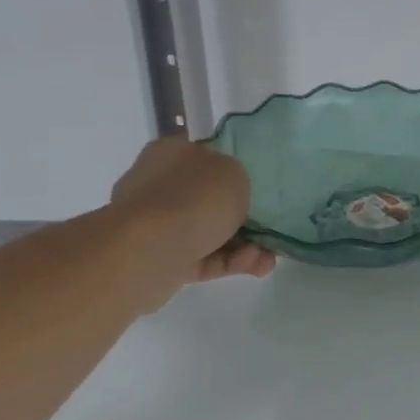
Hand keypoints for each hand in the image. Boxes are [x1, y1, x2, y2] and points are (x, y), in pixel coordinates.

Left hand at [109, 137, 276, 284]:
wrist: (148, 252)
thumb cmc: (194, 198)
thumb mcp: (234, 171)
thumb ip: (237, 175)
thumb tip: (228, 186)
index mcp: (172, 153)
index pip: (206, 154)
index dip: (234, 168)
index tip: (259, 184)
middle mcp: (158, 185)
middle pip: (208, 197)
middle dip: (244, 215)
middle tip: (271, 226)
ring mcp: (156, 225)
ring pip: (209, 231)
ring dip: (243, 244)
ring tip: (267, 258)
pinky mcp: (159, 259)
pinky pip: (202, 257)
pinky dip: (229, 261)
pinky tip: (255, 266)